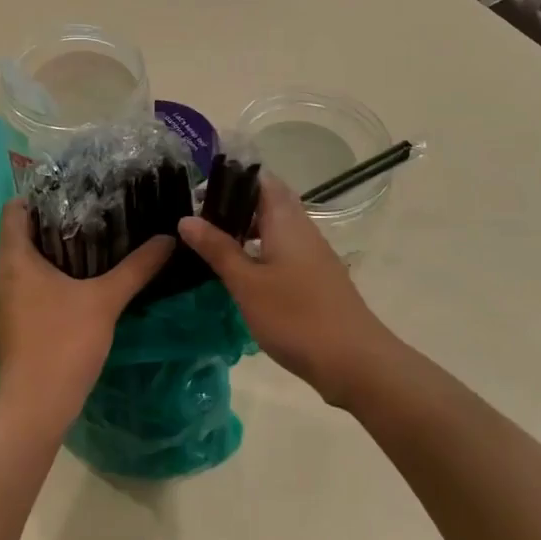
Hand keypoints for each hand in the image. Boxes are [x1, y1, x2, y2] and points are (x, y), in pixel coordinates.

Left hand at [0, 200, 173, 436]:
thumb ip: (137, 267)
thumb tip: (168, 238)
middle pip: (21, 235)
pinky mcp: (10, 327)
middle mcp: (0, 276)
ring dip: (53, 254)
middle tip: (94, 215)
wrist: (32, 408)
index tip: (73, 192)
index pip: (14, 209)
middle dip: (54, 224)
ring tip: (94, 245)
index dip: (39, 196)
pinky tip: (80, 286)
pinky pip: (27, 289)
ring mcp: (2, 304)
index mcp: (13, 259)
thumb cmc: (62, 342)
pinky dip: (49, 280)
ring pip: (24, 265)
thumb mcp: (105, 300)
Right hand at [179, 173, 397, 407]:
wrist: (354, 361)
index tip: (199, 189)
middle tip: (198, 219)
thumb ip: (218, 249)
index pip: (261, 179)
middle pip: (268, 202)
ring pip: (275, 228)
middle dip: (234, 205)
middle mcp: (302, 229)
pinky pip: (283, 251)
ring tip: (211, 245)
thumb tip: (186, 219)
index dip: (232, 177)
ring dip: (245, 230)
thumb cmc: (295, 317)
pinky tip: (240, 273)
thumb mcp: (247, 283)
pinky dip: (259, 251)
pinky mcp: (316, 278)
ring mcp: (313, 254)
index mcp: (286, 221)